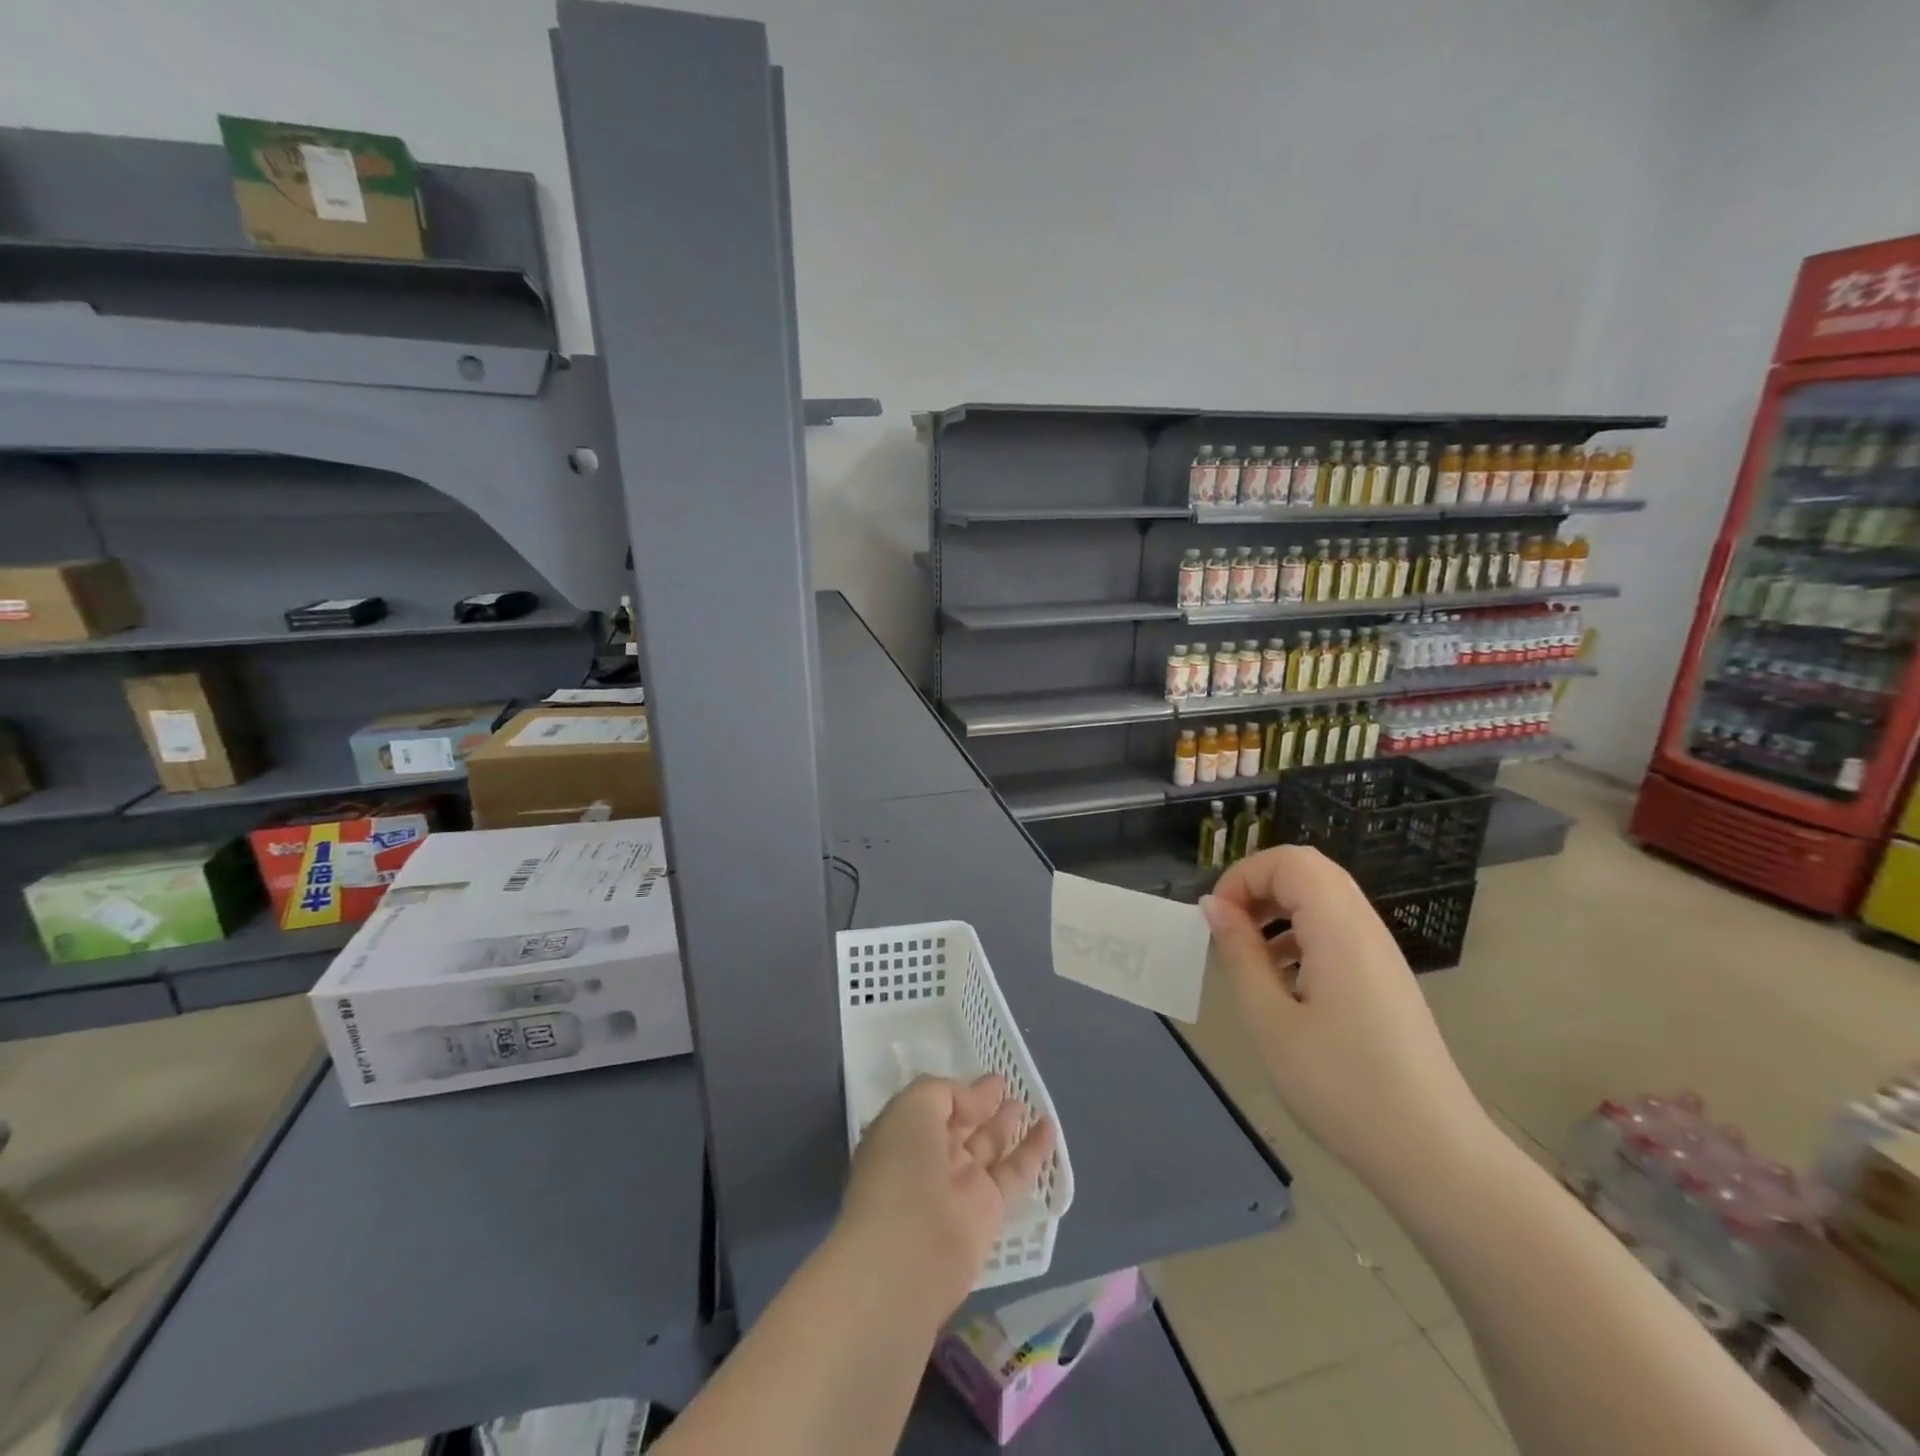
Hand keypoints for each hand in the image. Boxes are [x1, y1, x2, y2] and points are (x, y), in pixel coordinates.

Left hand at [837, 1075, 1055, 1317]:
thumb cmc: (901, 1168)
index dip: (960, 1092)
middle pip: (962, 1125)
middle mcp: (931, 1158)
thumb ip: (947, 1093)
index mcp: (904, 1134)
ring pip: (989, 1146)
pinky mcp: (989, 1212)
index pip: (935, 1106)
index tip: (987, 1080)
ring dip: (1007, 1124)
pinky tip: (1049, 1128)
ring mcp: (960, 1186)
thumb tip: (977, 1100)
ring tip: (1028, 1101)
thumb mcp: (912, 1107)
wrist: (909, 1252)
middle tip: (1007, 1086)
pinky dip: (1032, 1151)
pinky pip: (1014, 1173)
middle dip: (983, 1105)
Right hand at [1200, 846, 1492, 1194]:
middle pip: (1309, 870)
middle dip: (1259, 886)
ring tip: (1249, 955)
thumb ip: (1239, 954)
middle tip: (1229, 928)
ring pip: (1324, 898)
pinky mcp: (1385, 979)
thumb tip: (1213, 906)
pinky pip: (1337, 929)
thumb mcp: (1270, 1021)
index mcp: (1340, 930)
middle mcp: (1366, 929)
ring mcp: (1381, 954)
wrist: (1434, 1155)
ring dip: (1278, 910)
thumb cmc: (1342, 1087)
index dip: (1244, 876)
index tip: (1217, 920)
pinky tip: (1283, 982)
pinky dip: (1300, 934)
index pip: (1289, 861)